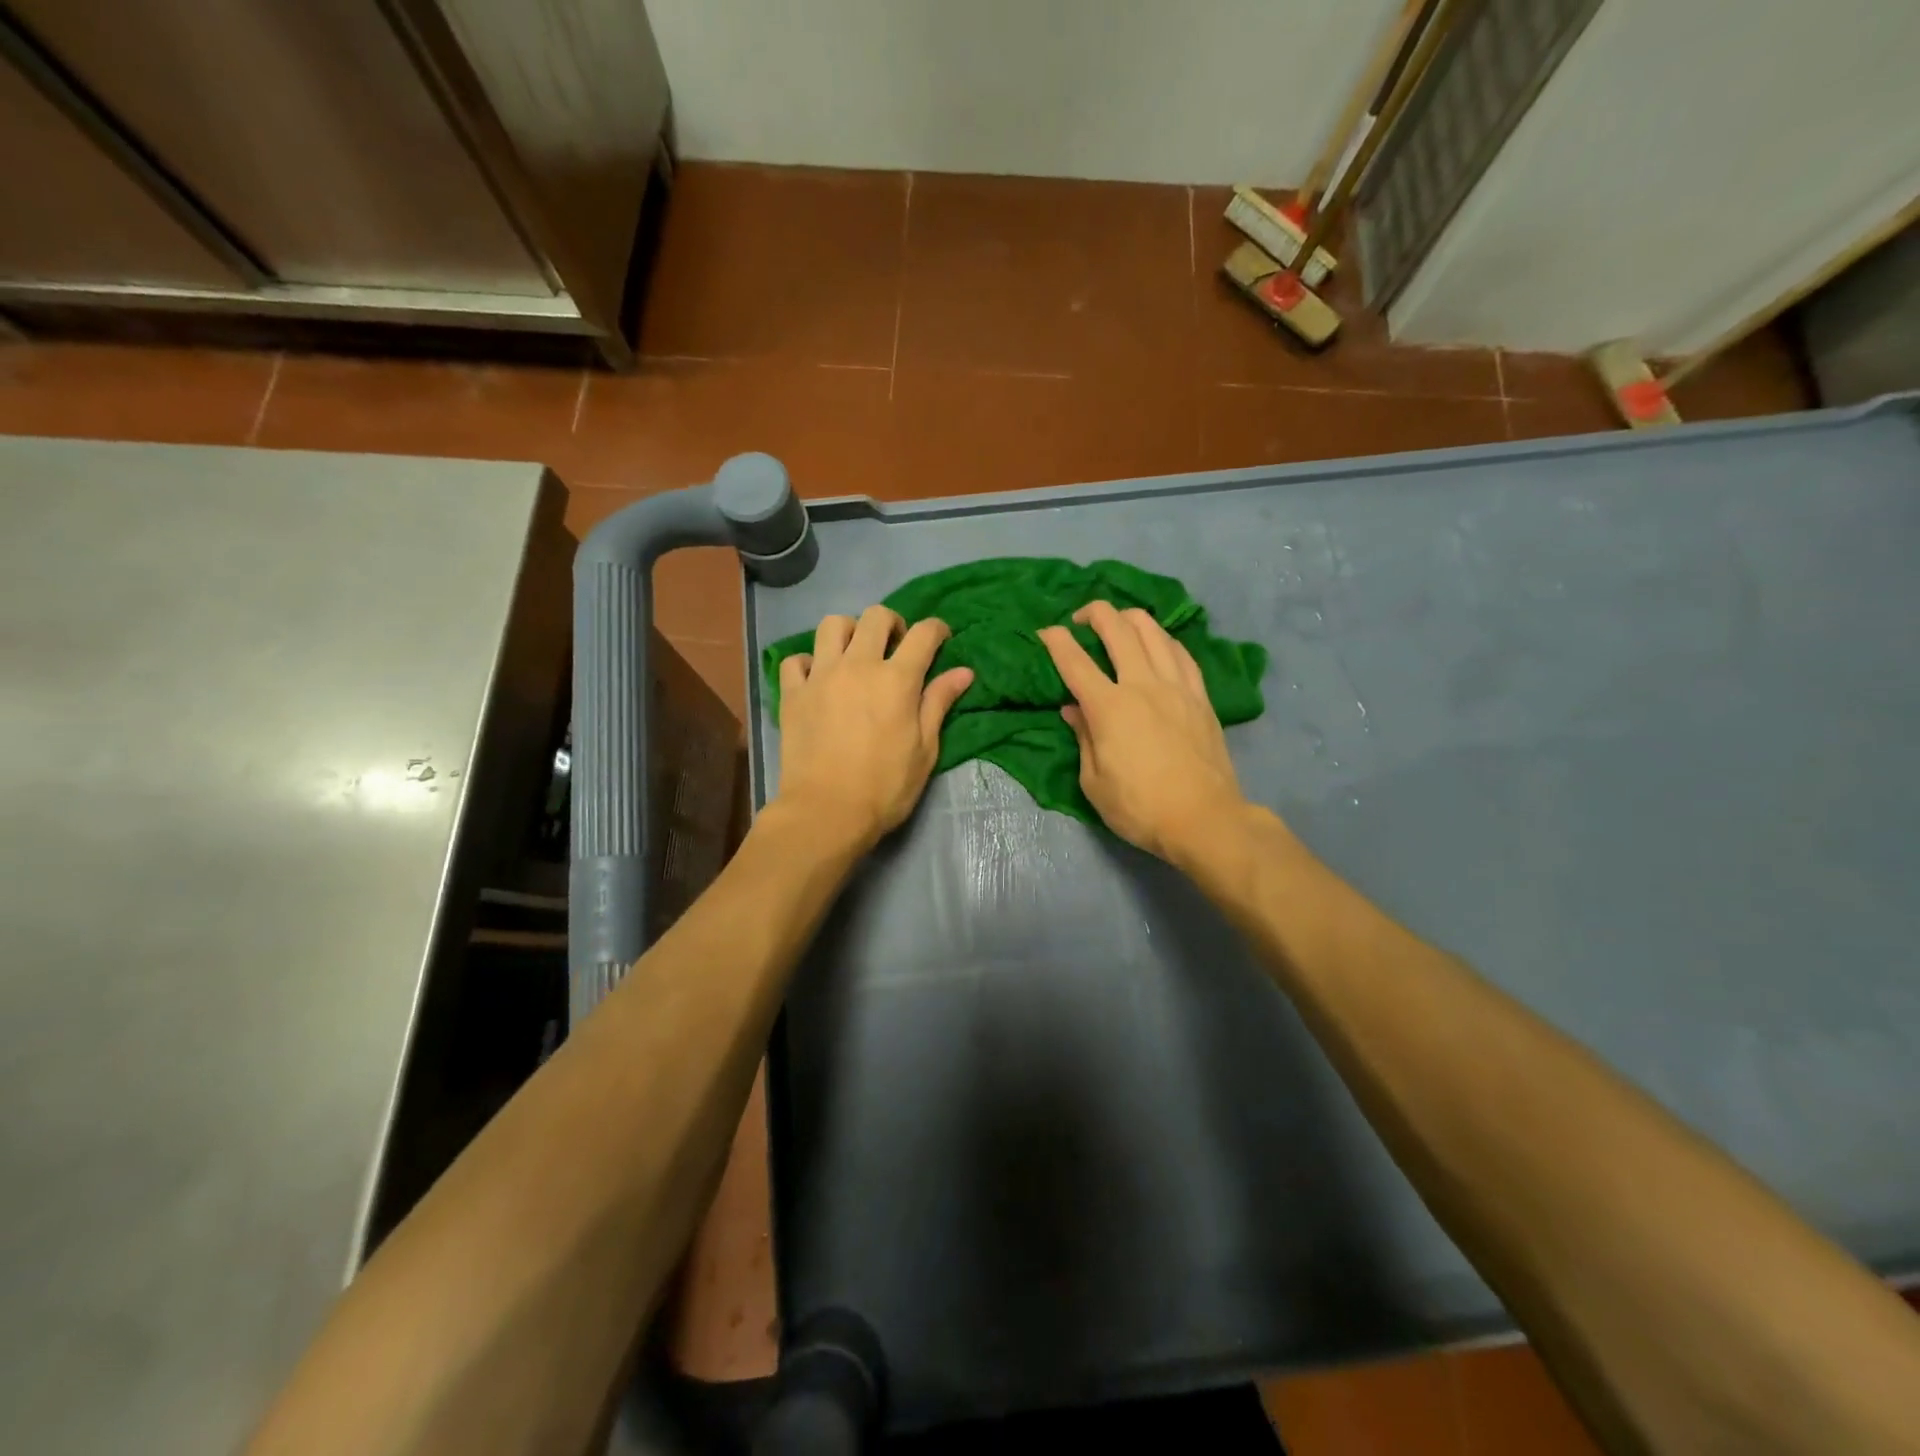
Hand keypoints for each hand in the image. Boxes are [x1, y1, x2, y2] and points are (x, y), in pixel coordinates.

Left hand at [775, 606, 973, 852]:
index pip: (923, 634)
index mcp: (897, 679)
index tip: (941, 638)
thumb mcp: (924, 749)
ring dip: (849, 631)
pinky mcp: (793, 693)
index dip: (937, 629)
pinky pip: (796, 659)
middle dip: (893, 623)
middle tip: (896, 646)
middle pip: (876, 616)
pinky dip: (808, 662)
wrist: (826, 812)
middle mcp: (858, 665)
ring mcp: (821, 676)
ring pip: (832, 625)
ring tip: (855, 654)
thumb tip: (963, 672)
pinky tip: (818, 678)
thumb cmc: (885, 787)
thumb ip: (939, 703)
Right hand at [1039, 601, 1248, 861]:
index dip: (1056, 641)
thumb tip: (1074, 710)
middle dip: (1095, 613)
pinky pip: (1182, 654)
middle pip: (1118, 629)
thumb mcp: (1094, 782)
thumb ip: (1083, 738)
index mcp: (1109, 707)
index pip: (1075, 662)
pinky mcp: (1201, 697)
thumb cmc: (1139, 808)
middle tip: (1081, 619)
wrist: (1203, 819)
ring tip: (1119, 622)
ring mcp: (1177, 687)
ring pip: (1154, 632)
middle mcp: (1143, 685)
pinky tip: (1159, 643)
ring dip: (1131, 618)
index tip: (1044, 632)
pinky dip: (1164, 640)